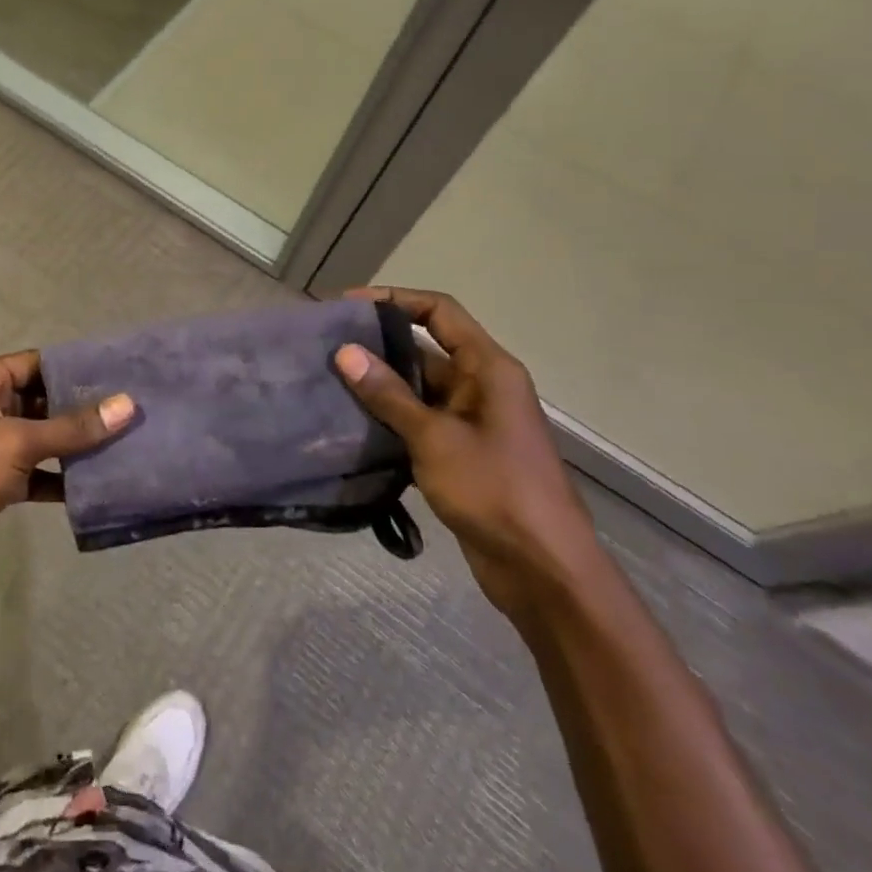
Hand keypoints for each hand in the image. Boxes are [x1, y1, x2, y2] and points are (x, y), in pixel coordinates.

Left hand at [0, 352, 133, 602]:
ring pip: (41, 438)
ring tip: (128, 444)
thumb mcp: (14, 441)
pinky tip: (99, 483)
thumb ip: (72, 427)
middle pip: (42, 401)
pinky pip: (35, 472)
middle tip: (135, 412)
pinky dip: (61, 477)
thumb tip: (128, 405)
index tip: (124, 375)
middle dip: (83, 410)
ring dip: (76, 446)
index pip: (38, 363)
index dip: (78, 369)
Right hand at [334, 288, 600, 618]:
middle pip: (425, 348)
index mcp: (489, 368)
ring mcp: (472, 421)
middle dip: (378, 345)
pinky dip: (389, 418)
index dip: (394, 299)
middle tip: (327, 346)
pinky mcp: (461, 453)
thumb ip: (388, 394)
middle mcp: (482, 386)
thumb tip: (345, 352)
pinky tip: (351, 424)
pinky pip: (419, 421)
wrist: (543, 571)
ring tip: (329, 382)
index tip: (348, 306)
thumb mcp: (435, 438)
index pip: (438, 312)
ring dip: (379, 385)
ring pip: (418, 388)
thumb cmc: (495, 491)